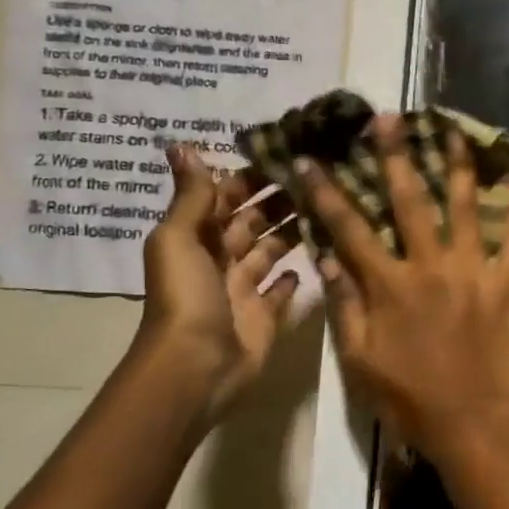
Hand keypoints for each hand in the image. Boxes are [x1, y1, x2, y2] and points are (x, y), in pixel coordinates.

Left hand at [138, 144, 300, 416]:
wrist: (197, 364)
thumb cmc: (187, 296)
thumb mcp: (179, 239)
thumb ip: (191, 197)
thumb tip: (181, 144)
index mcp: (197, 238)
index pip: (226, 198)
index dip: (250, 177)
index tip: (286, 155)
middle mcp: (221, 259)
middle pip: (253, 222)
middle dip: (279, 200)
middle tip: (319, 177)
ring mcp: (244, 289)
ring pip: (272, 250)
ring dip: (293, 230)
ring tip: (328, 207)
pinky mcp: (266, 314)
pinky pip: (283, 289)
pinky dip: (295, 275)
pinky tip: (319, 256)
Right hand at [309, 115, 508, 471]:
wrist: (473, 422)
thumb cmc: (410, 398)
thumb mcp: (360, 360)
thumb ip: (345, 306)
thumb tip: (327, 256)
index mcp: (388, 286)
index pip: (349, 229)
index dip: (326, 193)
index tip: (310, 159)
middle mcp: (429, 267)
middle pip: (409, 202)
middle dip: (397, 156)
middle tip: (389, 118)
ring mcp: (472, 271)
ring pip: (464, 208)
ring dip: (458, 166)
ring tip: (454, 131)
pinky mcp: (506, 283)